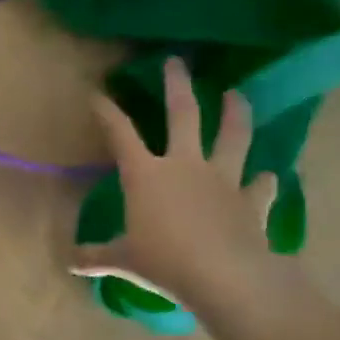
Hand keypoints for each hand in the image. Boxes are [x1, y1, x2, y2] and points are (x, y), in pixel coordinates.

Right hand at [72, 58, 277, 306]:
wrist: (225, 276)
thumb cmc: (164, 261)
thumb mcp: (123, 260)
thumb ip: (97, 256)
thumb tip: (70, 263)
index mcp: (146, 175)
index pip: (121, 134)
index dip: (107, 112)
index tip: (98, 94)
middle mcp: (185, 166)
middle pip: (183, 114)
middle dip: (177, 85)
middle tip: (177, 62)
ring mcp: (223, 179)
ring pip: (232, 136)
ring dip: (236, 113)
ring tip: (238, 94)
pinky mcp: (251, 200)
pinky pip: (261, 185)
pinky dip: (264, 181)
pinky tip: (269, 176)